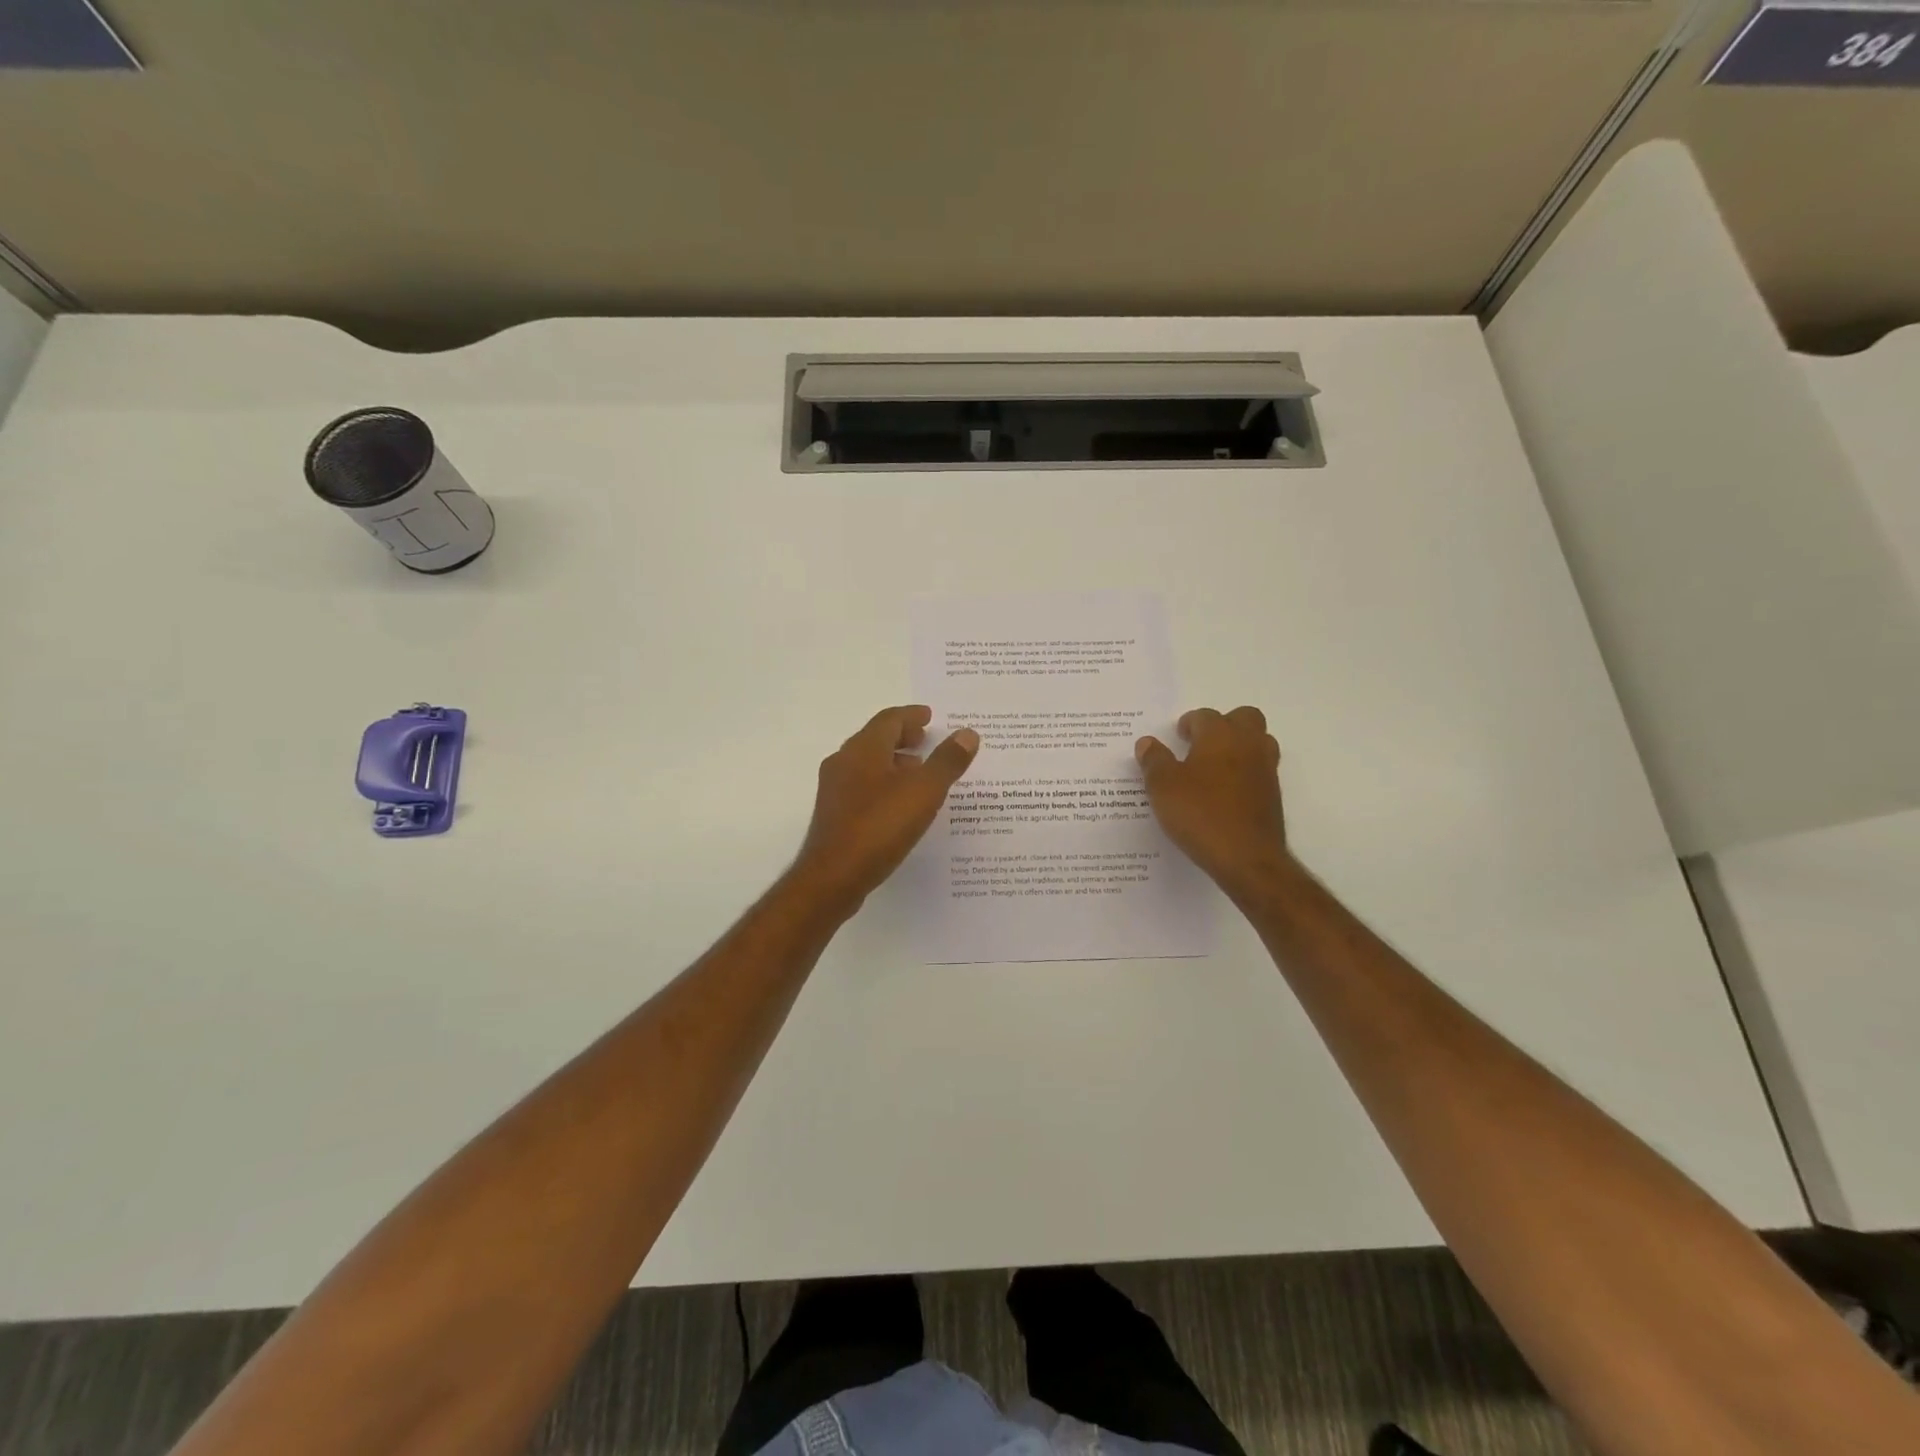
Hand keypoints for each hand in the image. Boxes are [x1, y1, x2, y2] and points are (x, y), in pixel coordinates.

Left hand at [792, 706, 980, 914]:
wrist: (833, 877)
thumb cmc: (880, 826)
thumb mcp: (924, 791)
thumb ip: (947, 761)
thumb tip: (967, 733)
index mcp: (863, 749)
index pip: (889, 720)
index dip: (911, 715)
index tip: (930, 716)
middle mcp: (844, 762)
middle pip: (875, 739)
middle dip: (902, 737)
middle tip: (927, 739)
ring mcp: (835, 789)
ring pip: (868, 764)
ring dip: (893, 761)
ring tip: (919, 771)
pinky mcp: (834, 814)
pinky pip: (863, 786)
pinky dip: (884, 783)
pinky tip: (900, 803)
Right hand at [1136, 706, 1288, 900]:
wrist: (1247, 858)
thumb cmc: (1200, 814)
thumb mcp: (1163, 787)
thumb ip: (1154, 760)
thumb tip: (1147, 743)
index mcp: (1220, 735)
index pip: (1204, 716)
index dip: (1188, 724)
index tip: (1177, 737)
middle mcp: (1248, 745)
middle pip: (1244, 718)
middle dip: (1223, 724)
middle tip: (1200, 744)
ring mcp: (1266, 770)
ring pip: (1258, 742)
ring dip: (1238, 746)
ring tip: (1213, 767)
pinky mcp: (1273, 795)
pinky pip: (1259, 770)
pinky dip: (1244, 773)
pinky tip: (1223, 793)